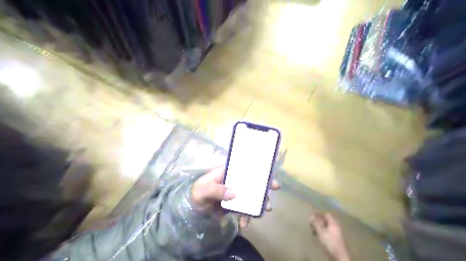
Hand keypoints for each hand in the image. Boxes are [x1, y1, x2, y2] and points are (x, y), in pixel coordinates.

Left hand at [193, 167, 281, 221]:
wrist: (193, 211)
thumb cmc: (197, 194)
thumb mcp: (203, 190)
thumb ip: (216, 190)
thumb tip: (234, 193)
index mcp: (227, 172)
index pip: (245, 168)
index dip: (259, 171)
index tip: (271, 179)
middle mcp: (234, 181)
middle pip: (253, 182)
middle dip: (264, 189)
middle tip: (272, 197)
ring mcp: (236, 194)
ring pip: (251, 196)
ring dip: (259, 204)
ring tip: (264, 212)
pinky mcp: (235, 205)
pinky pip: (244, 210)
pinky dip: (247, 217)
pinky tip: (244, 224)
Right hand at [309, 214, 348, 260]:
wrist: (338, 254)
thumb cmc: (329, 241)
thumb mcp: (320, 231)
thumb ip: (315, 223)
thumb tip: (311, 216)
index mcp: (333, 222)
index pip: (326, 214)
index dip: (319, 214)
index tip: (312, 217)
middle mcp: (336, 225)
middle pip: (326, 220)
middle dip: (318, 221)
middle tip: (312, 224)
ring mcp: (337, 232)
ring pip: (327, 226)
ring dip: (320, 227)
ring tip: (314, 231)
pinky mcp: (336, 238)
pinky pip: (328, 231)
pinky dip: (323, 231)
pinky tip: (319, 235)